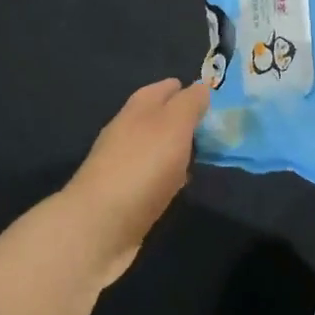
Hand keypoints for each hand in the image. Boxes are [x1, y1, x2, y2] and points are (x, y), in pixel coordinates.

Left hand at [62, 78, 210, 285]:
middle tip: (214, 126)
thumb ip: (189, 104)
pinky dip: (168, 176)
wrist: (99, 226)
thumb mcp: (174, 125)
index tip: (210, 95)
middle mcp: (127, 131)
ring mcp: (123, 165)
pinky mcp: (124, 196)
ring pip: (155, 147)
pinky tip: (181, 185)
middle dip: (182, 118)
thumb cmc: (142, 167)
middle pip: (158, 117)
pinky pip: (152, 177)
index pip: (163, 89)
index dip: (186, 89)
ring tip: (204, 153)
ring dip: (176, 148)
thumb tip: (201, 87)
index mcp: (138, 109)